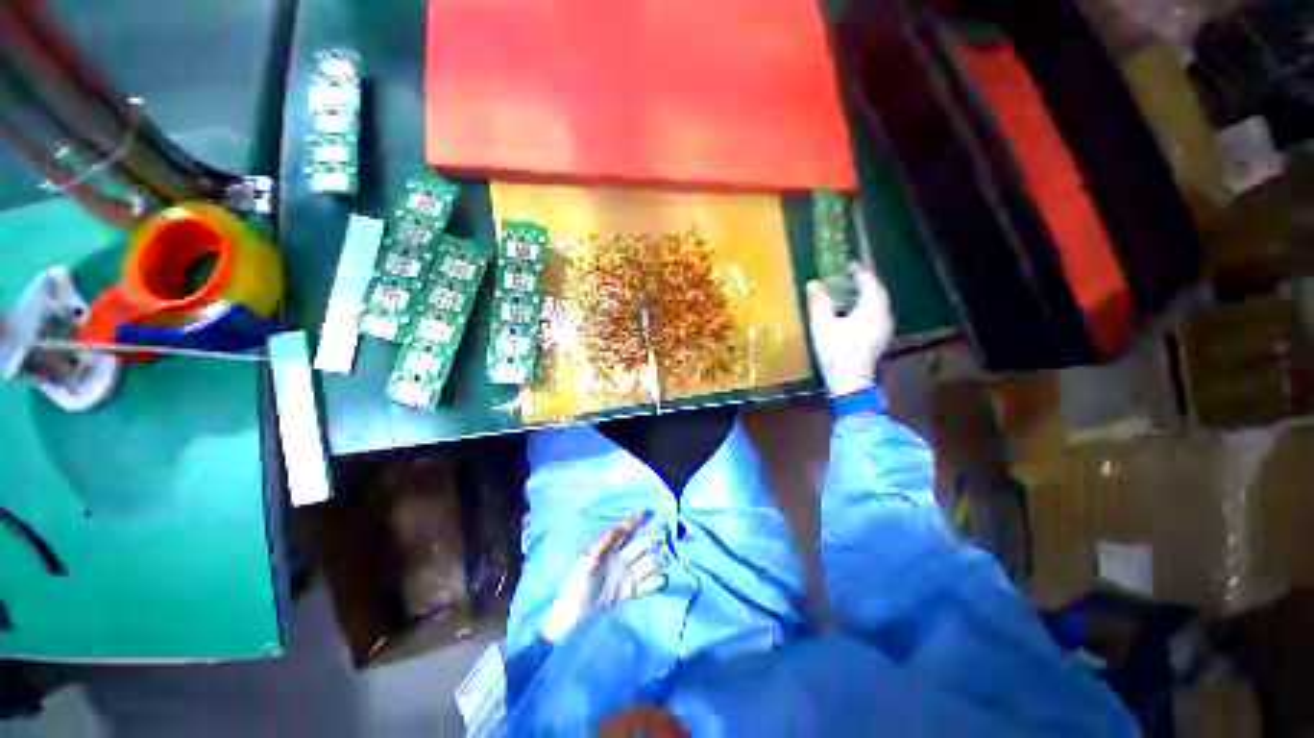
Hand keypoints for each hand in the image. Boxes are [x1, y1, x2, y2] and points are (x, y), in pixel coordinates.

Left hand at [541, 511, 669, 642]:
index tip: (648, 513)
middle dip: (653, 537)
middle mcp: (622, 558)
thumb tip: (616, 527)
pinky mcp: (632, 591)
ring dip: (657, 559)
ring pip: (649, 561)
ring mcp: (628, 574)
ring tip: (662, 561)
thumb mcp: (587, 562)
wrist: (574, 616)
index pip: (626, 530)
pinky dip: (657, 582)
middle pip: (642, 543)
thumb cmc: (577, 585)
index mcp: (610, 548)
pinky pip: (649, 584)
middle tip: (665, 535)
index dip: (636, 521)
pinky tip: (660, 580)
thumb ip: (602, 544)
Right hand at [806, 262, 892, 396]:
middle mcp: (883, 314)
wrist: (849, 380)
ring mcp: (884, 327)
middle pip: (878, 291)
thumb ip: (819, 303)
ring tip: (852, 291)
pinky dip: (869, 307)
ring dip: (868, 295)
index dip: (860, 271)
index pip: (869, 282)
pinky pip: (878, 314)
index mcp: (871, 308)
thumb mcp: (823, 325)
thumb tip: (813, 283)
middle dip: (866, 282)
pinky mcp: (881, 338)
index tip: (850, 264)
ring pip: (879, 303)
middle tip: (851, 276)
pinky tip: (856, 311)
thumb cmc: (837, 351)